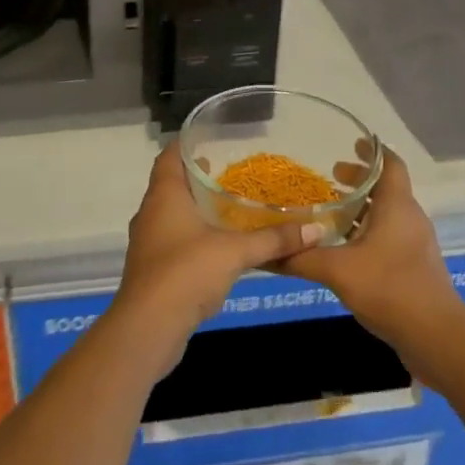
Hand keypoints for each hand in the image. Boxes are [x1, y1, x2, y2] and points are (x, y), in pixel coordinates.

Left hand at [111, 142, 322, 365]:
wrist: (148, 328)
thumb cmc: (186, 273)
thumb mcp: (236, 252)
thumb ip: (274, 239)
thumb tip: (317, 229)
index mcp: (164, 195)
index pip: (170, 155)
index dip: (188, 143)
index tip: (213, 136)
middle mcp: (151, 212)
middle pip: (173, 183)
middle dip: (200, 176)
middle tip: (233, 170)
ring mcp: (149, 241)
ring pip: (174, 213)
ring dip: (198, 208)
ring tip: (232, 204)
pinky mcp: (153, 268)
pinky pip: (175, 239)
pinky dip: (196, 235)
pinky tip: (221, 244)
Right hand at [282, 146, 464, 363]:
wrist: (437, 337)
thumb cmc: (391, 289)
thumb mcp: (338, 271)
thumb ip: (302, 258)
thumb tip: (265, 251)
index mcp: (397, 206)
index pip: (391, 164)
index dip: (373, 151)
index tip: (352, 142)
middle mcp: (410, 218)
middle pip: (387, 187)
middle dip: (360, 180)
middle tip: (331, 177)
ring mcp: (415, 244)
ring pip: (388, 214)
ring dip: (363, 208)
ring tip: (333, 211)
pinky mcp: (414, 268)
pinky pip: (389, 237)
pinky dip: (368, 231)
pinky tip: (345, 249)